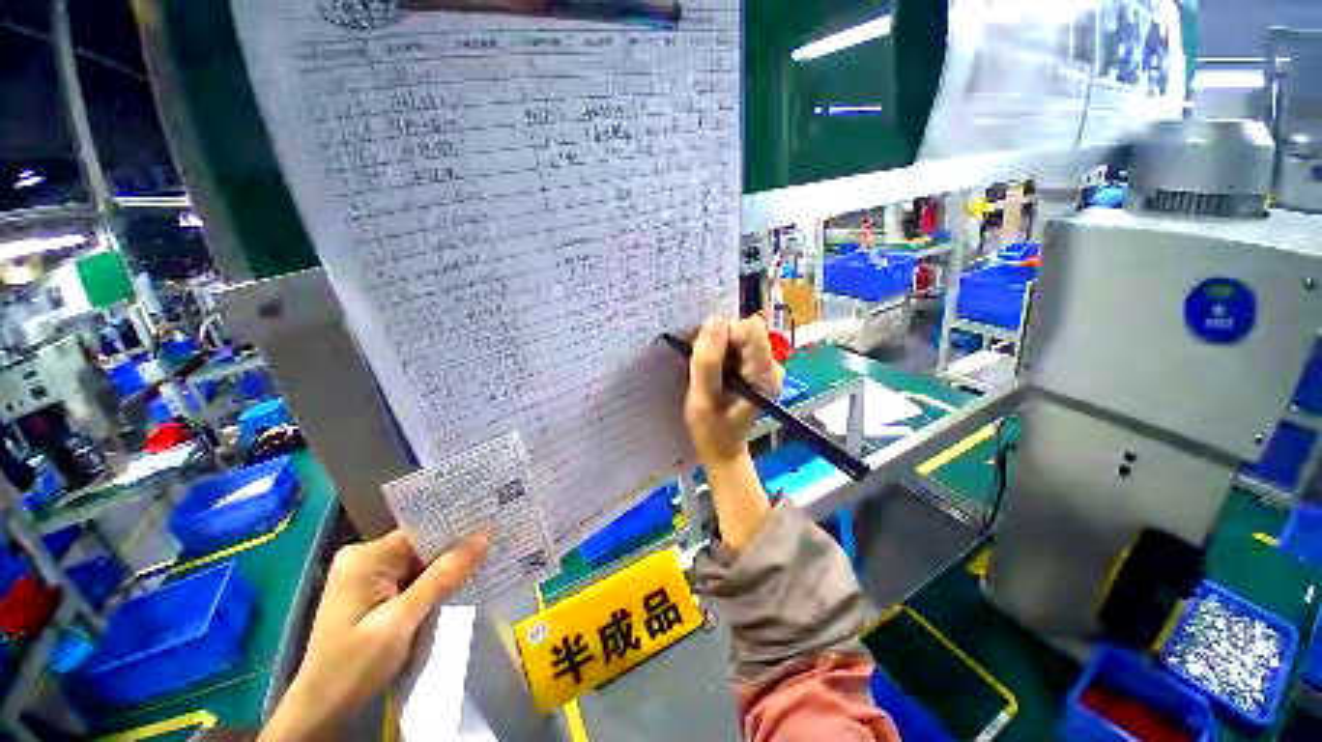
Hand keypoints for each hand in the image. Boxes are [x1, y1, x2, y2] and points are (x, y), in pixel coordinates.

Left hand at [259, 531, 487, 741]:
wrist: (322, 709)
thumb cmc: (354, 665)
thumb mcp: (401, 621)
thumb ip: (442, 577)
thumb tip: (484, 536)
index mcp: (365, 557)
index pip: (422, 532)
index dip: (457, 530)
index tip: (494, 524)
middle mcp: (365, 558)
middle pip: (422, 546)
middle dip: (455, 551)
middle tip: (497, 542)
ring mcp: (368, 576)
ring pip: (420, 563)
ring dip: (446, 569)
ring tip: (487, 559)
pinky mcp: (374, 593)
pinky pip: (413, 578)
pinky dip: (434, 584)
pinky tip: (459, 584)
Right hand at [684, 316, 783, 466]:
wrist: (723, 449)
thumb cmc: (712, 430)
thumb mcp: (702, 398)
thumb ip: (708, 361)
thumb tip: (713, 322)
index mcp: (763, 373)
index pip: (751, 328)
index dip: (725, 333)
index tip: (707, 354)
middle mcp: (770, 365)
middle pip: (744, 331)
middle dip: (718, 342)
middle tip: (702, 367)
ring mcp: (764, 366)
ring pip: (737, 337)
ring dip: (717, 349)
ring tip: (707, 374)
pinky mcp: (755, 368)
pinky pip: (736, 347)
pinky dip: (720, 354)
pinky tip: (713, 374)